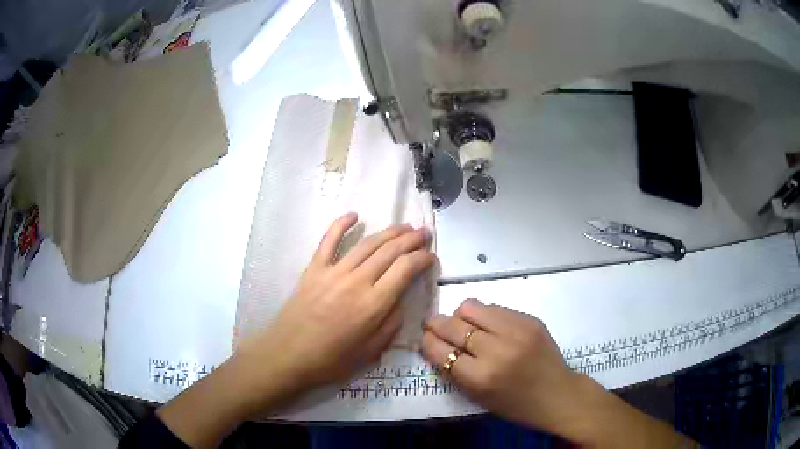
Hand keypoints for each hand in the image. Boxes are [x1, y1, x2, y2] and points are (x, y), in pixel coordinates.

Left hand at [237, 212, 435, 398]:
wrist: (288, 356)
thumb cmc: (331, 360)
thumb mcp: (371, 352)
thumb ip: (391, 324)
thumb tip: (400, 300)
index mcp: (374, 304)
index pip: (405, 269)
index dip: (422, 258)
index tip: (431, 256)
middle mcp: (357, 281)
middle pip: (390, 251)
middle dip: (411, 239)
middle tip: (424, 233)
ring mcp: (333, 272)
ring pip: (366, 244)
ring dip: (388, 232)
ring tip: (403, 226)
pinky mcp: (314, 269)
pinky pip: (328, 240)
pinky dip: (341, 224)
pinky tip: (354, 215)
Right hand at [421, 299, 580, 432]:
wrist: (558, 394)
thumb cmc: (515, 405)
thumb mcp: (478, 397)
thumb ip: (454, 371)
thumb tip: (435, 344)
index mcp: (481, 377)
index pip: (440, 350)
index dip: (428, 341)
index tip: (425, 338)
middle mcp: (497, 349)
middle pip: (453, 325)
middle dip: (436, 324)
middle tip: (434, 326)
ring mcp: (516, 330)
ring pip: (472, 307)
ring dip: (461, 316)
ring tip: (466, 326)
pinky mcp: (530, 319)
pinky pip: (495, 307)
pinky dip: (485, 316)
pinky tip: (490, 327)